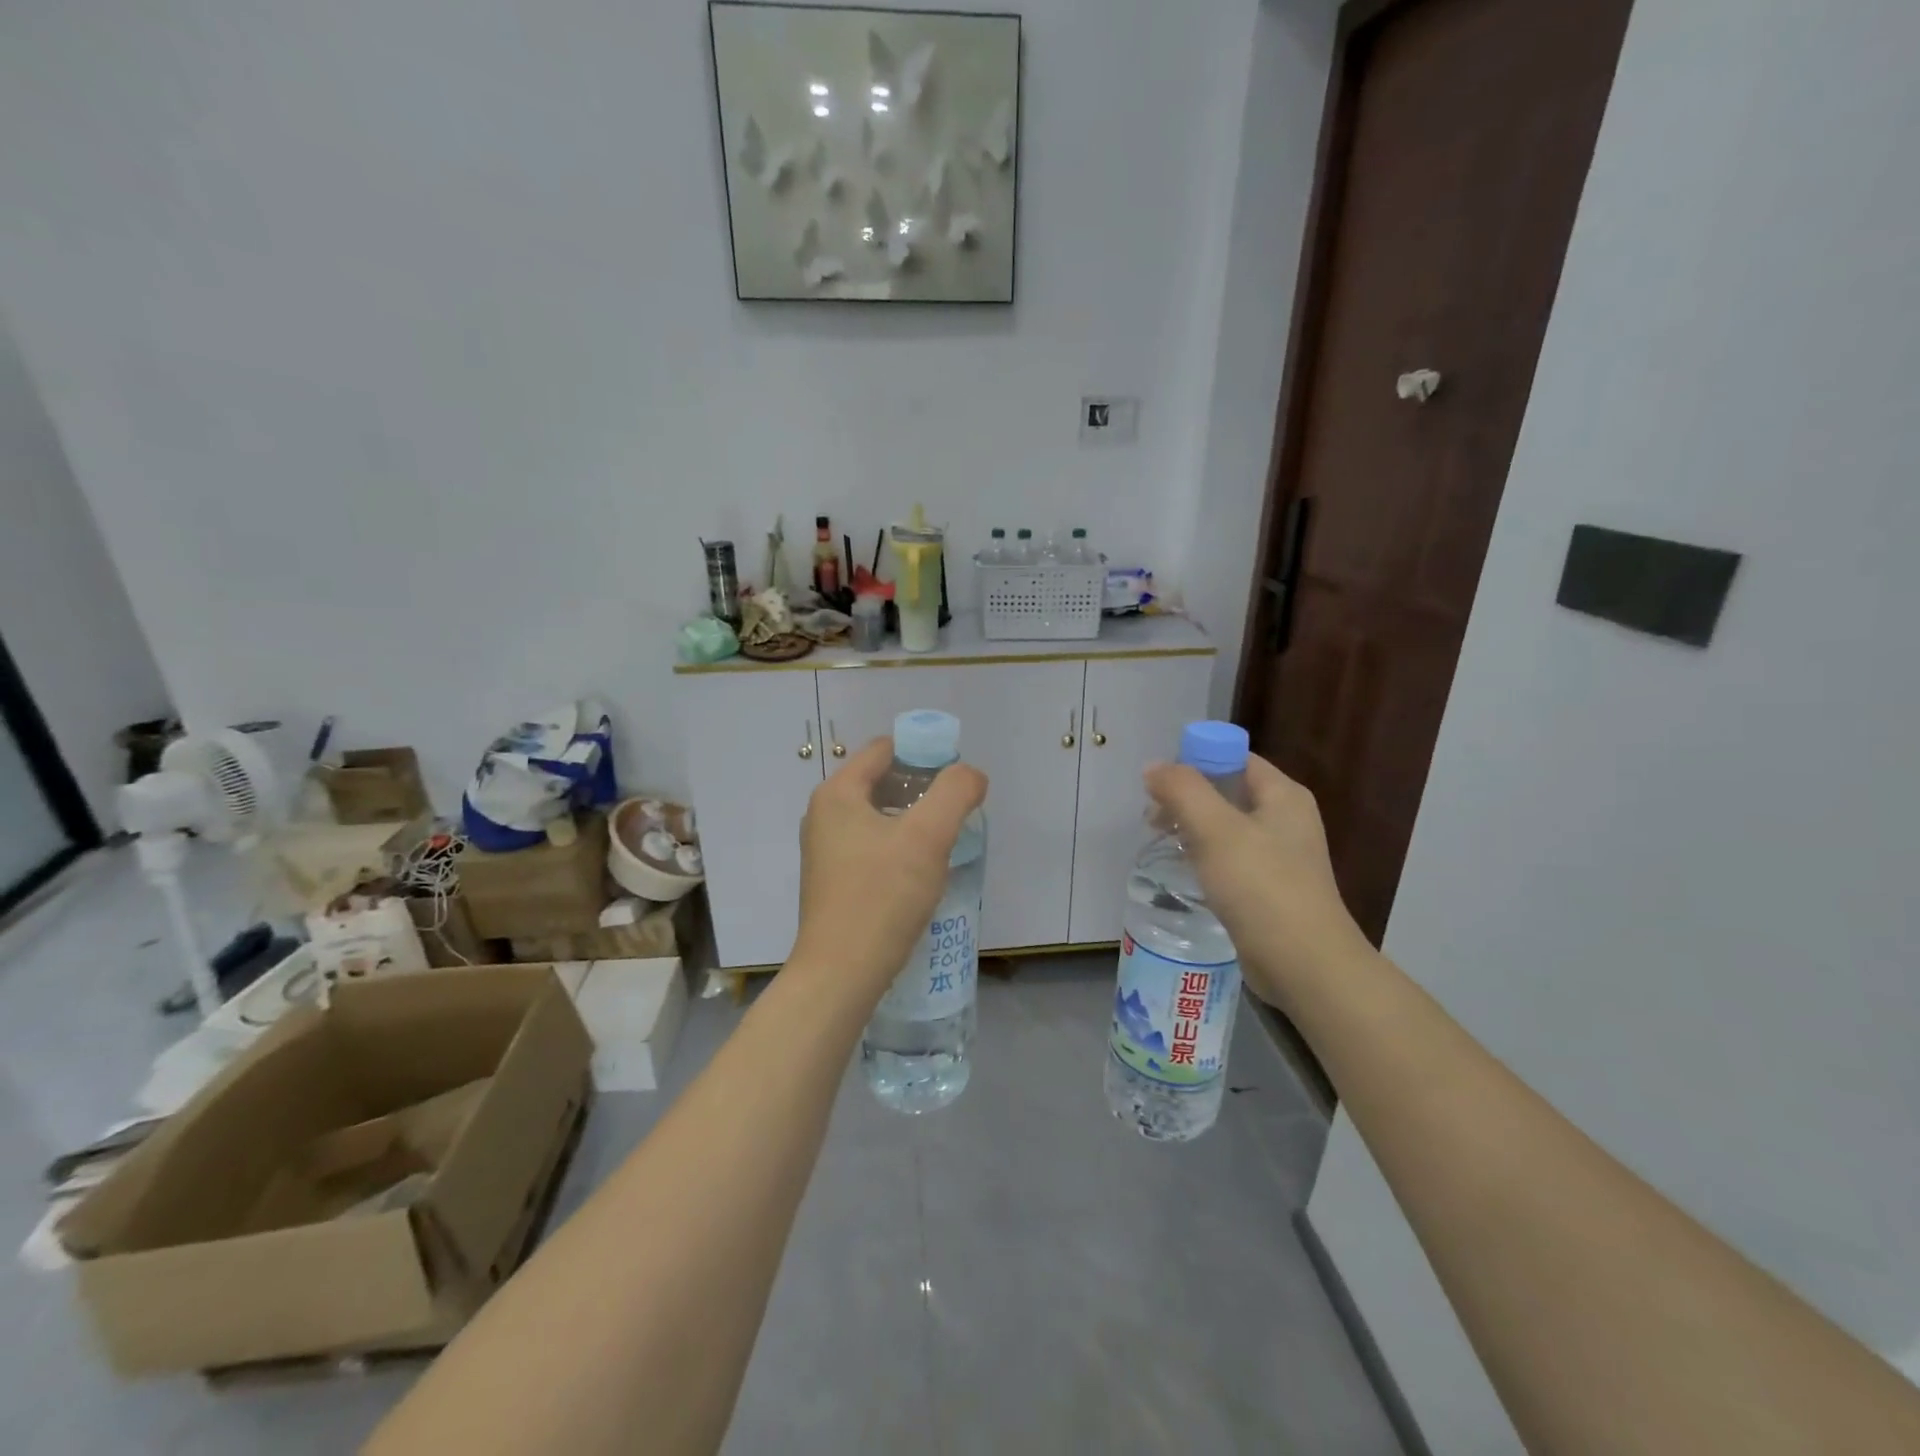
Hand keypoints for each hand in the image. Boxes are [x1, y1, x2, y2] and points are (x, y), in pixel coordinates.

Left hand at [794, 738, 987, 1002]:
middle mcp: (823, 814)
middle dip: (921, 789)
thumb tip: (971, 775)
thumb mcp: (928, 836)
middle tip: (954, 812)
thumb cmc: (883, 896)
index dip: (924, 754)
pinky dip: (897, 846)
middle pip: (881, 781)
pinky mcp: (832, 880)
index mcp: (838, 793)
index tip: (956, 781)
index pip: (884, 749)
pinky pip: (870, 845)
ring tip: (943, 843)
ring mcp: (824, 849)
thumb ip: (955, 793)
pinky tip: (919, 872)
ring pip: (877, 816)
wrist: (841, 973)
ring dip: (912, 820)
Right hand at [1143, 754, 1370, 1010]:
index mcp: (1283, 795)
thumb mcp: (1215, 829)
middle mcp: (1287, 819)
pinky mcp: (1271, 888)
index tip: (1159, 784)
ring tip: (1162, 842)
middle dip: (1187, 798)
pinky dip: (1206, 857)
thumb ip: (1182, 790)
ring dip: (1193, 828)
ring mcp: (1281, 856)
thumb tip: (1154, 767)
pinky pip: (1231, 858)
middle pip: (1228, 791)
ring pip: (1227, 827)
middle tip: (1152, 817)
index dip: (1195, 761)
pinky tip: (1186, 871)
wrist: (1303, 963)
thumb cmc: (1261, 886)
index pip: (1235, 758)